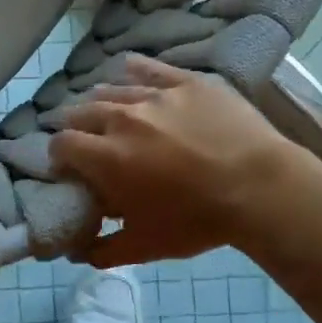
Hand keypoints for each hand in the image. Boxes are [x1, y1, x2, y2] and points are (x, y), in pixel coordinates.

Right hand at [49, 55, 295, 266]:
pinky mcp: (185, 82)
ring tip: (107, 113)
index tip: (69, 167)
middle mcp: (120, 119)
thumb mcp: (146, 247)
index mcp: (105, 157)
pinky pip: (148, 68)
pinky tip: (127, 72)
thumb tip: (75, 254)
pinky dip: (132, 70)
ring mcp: (154, 96)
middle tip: (87, 142)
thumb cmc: (197, 221)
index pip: (61, 144)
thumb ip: (103, 251)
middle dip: (75, 127)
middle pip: (79, 112)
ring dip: (100, 102)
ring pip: (109, 89)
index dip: (59, 155)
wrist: (262, 189)